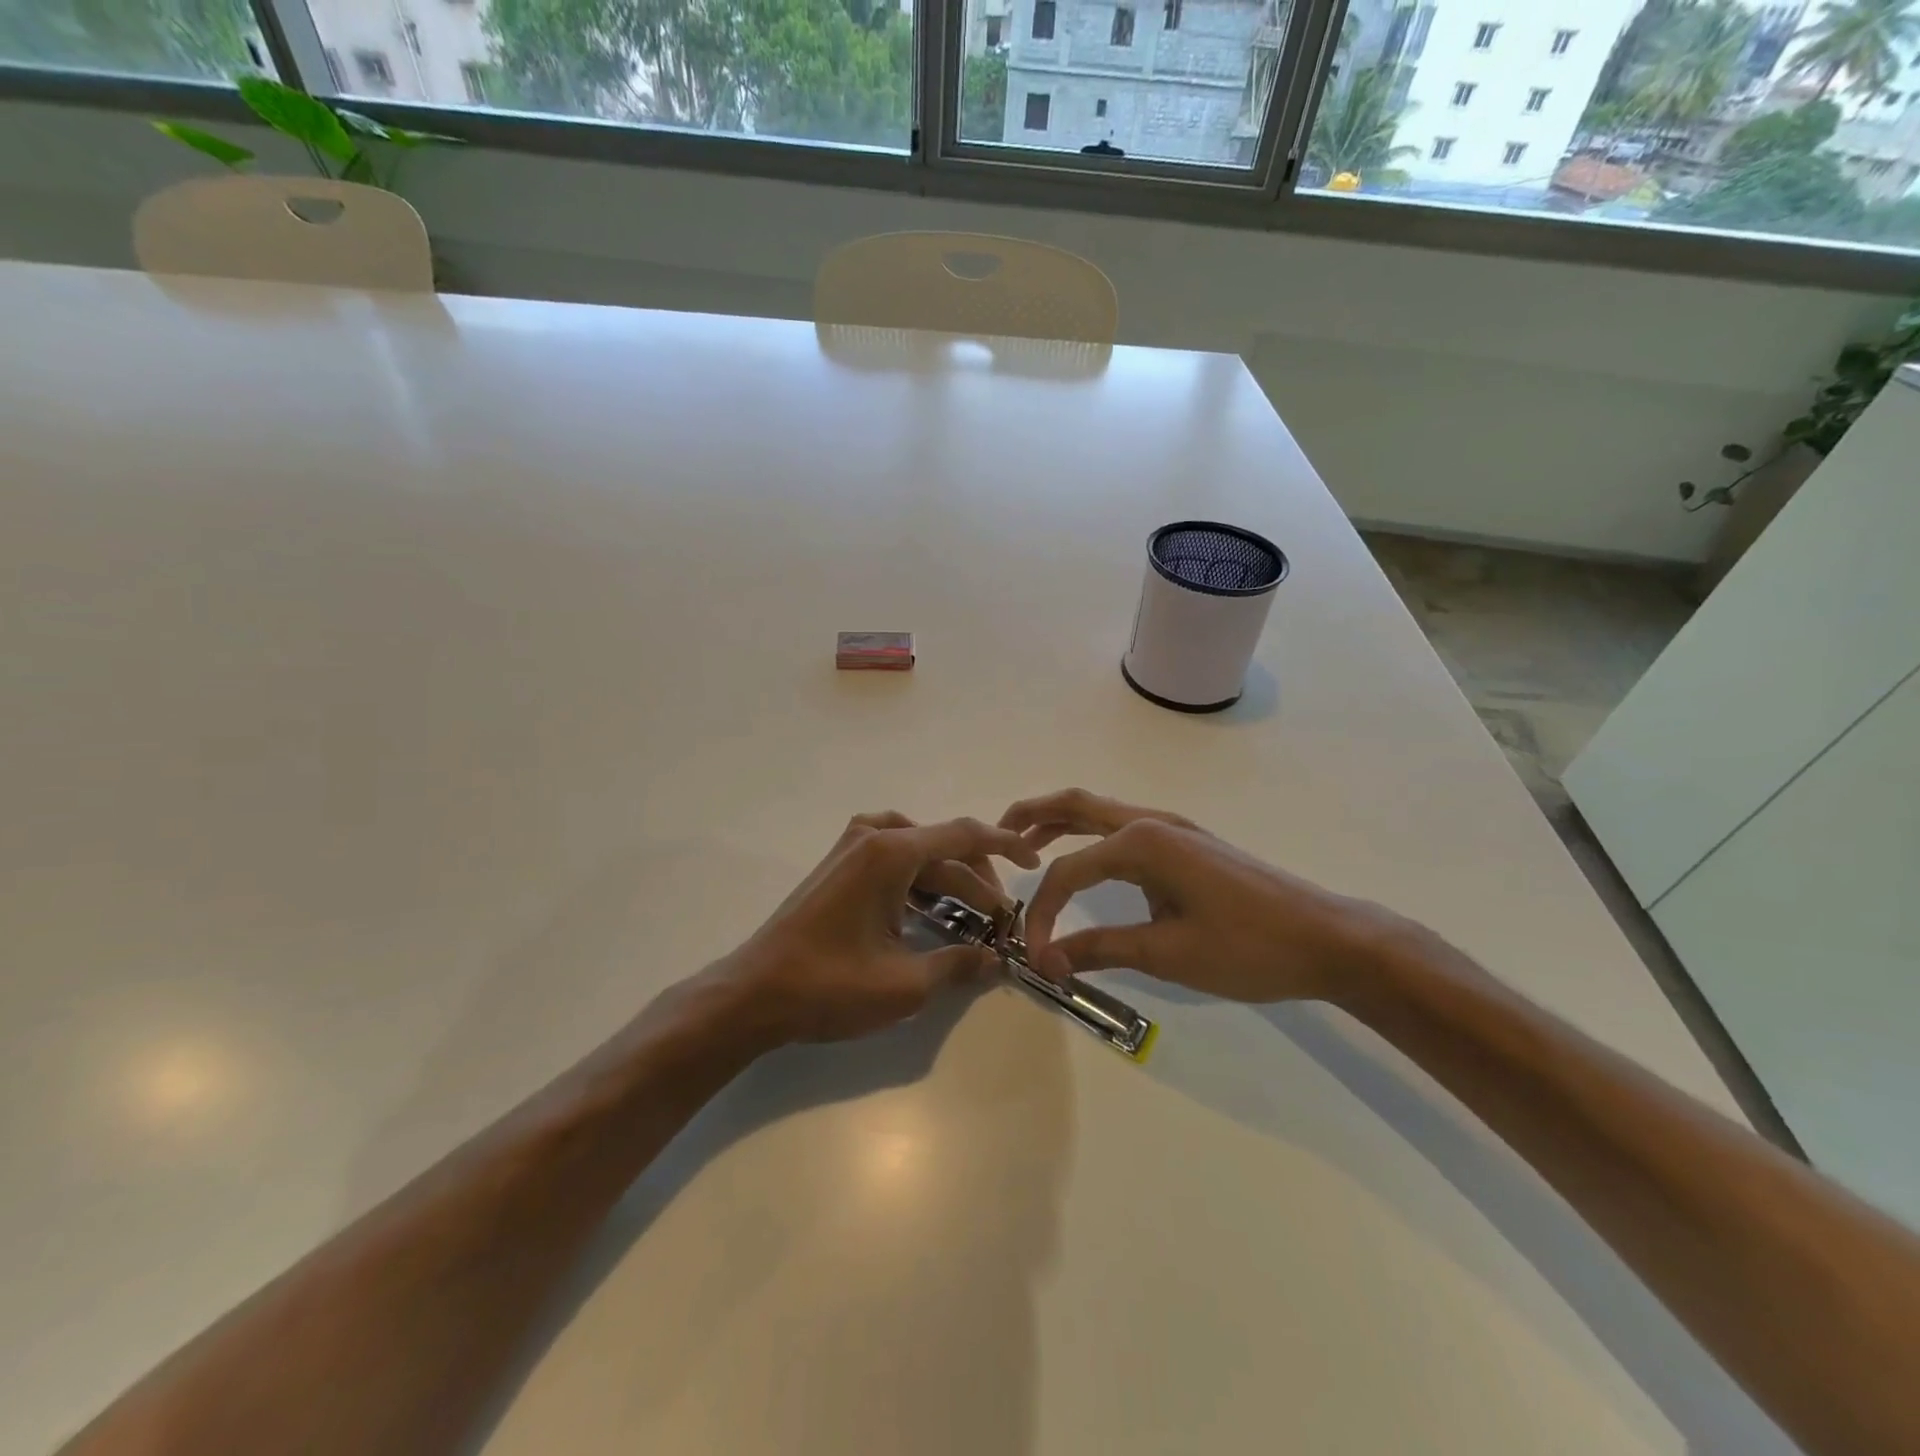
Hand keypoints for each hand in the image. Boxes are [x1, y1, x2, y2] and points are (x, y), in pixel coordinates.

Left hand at [706, 812, 1040, 1045]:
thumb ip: (959, 965)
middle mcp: (871, 837)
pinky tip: (930, 909)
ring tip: (974, 915)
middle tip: (1001, 918)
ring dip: (948, 879)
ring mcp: (850, 849)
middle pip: (942, 846)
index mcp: (890, 852)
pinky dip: (919, 878)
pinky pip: (892, 858)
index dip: (1005, 845)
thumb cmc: (829, 986)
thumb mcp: (905, 983)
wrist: (753, 994)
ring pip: (917, 852)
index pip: (963, 835)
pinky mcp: (838, 867)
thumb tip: (998, 961)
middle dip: (977, 879)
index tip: (1034, 860)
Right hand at [1000, 789, 1402, 1004]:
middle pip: (1077, 805)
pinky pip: (1123, 828)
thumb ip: (1102, 948)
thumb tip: (1047, 960)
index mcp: (1142, 843)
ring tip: (1027, 841)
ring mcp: (1173, 828)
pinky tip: (1088, 860)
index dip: (1042, 912)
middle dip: (1032, 814)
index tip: (1034, 955)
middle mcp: (1151, 822)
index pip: (1068, 871)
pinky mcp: (1188, 843)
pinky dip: (1092, 835)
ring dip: (1061, 821)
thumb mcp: (1168, 953)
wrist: (1327, 939)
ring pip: (1101, 812)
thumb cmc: (1248, 948)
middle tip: (996, 832)